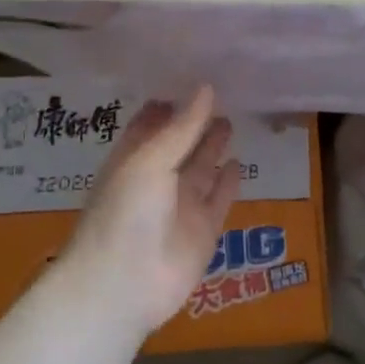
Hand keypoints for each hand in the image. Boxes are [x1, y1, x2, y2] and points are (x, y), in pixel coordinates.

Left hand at [63, 86, 241, 333]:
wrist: (125, 285)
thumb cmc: (127, 212)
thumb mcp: (151, 160)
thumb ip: (182, 127)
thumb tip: (207, 87)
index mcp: (132, 160)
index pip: (151, 125)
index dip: (170, 104)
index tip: (192, 78)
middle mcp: (156, 180)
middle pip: (180, 144)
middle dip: (195, 122)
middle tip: (221, 93)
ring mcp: (180, 206)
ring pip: (201, 169)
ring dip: (213, 147)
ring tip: (231, 120)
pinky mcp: (203, 230)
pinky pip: (219, 200)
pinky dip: (228, 182)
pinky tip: (239, 163)